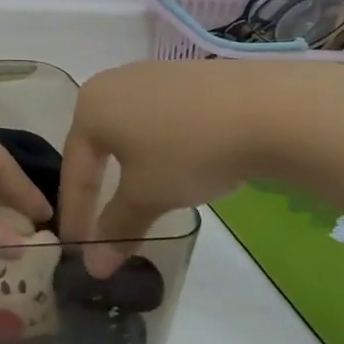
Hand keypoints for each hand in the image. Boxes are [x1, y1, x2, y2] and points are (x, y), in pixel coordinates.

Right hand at [60, 61, 303, 273]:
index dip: (76, 215)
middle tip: (101, 225)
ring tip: (143, 198)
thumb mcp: (147, 197)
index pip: (75, 170)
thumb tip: (94, 268)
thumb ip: (116, 229)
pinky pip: (161, 118)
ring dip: (131, 168)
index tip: (78, 250)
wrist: (268, 108)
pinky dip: (162, 148)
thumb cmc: (187, 151)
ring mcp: (152, 75)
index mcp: (90, 107)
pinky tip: (182, 166)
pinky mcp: (188, 77)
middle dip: (99, 187)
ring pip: (130, 131)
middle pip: (98, 146)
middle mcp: (112, 83)